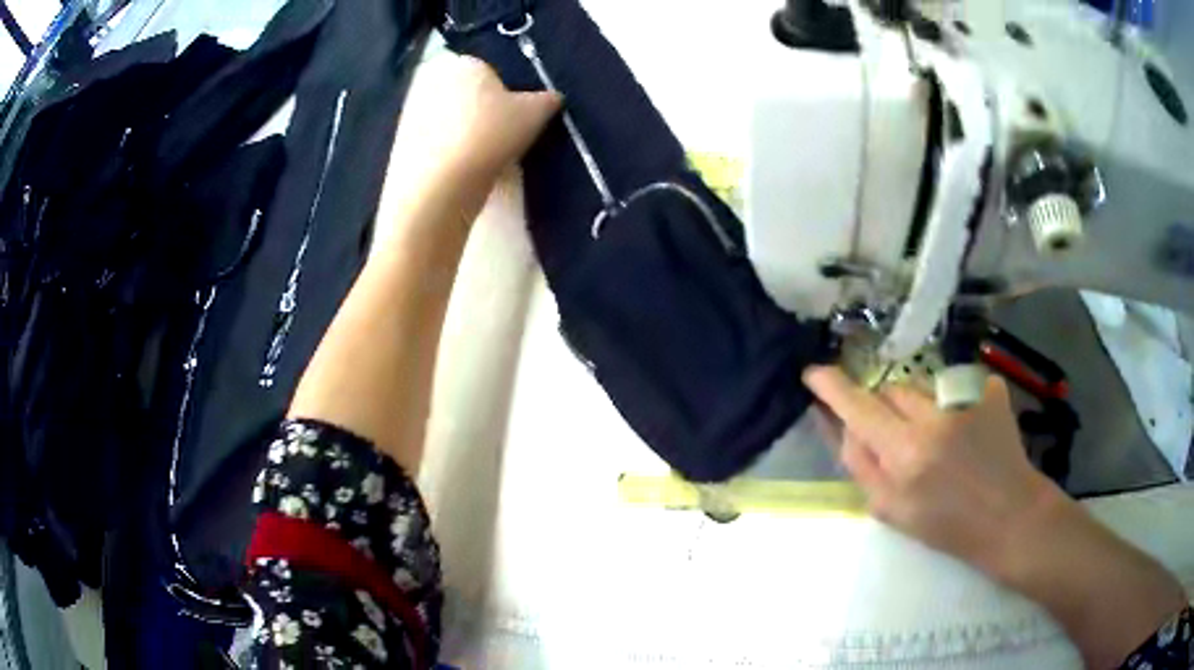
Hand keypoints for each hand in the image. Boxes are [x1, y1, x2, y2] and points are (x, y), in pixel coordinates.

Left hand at [384, 54, 561, 200]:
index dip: (507, 96)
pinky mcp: (402, 143)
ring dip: (466, 134)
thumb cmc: (490, 135)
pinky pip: (436, 143)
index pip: (492, 73)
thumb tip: (552, 97)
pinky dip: (448, 153)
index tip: (516, 120)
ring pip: (451, 120)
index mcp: (464, 62)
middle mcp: (432, 79)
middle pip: (468, 95)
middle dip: (483, 112)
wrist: (439, 186)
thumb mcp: (535, 113)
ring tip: (483, 159)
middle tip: (502, 139)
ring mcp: (412, 112)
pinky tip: (462, 172)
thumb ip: (548, 99)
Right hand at [804, 365, 1187, 666]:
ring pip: (921, 385)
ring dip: (918, 404)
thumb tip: (841, 424)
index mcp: (904, 454)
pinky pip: (953, 384)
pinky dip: (949, 402)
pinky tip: (966, 430)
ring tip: (940, 438)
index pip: (858, 406)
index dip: (833, 387)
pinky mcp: (989, 389)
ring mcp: (965, 398)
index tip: (814, 372)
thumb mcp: (890, 511)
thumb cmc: (946, 526)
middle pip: (890, 389)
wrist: (1009, 516)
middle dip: (885, 405)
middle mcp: (933, 418)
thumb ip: (860, 464)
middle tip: (899, 435)